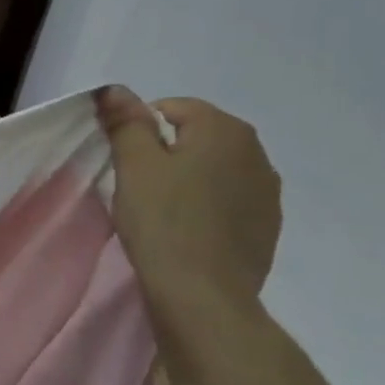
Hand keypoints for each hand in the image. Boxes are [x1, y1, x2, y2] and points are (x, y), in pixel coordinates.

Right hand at [96, 86, 281, 316]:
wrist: (203, 295)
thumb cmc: (163, 221)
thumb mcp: (134, 165)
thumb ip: (126, 122)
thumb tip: (115, 89)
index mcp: (225, 129)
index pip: (173, 108)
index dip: (141, 130)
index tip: (126, 162)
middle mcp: (256, 152)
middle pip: (199, 137)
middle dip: (168, 153)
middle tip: (140, 186)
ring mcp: (268, 192)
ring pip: (216, 170)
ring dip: (191, 180)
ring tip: (164, 211)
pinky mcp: (268, 227)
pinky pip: (230, 201)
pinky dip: (208, 207)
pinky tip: (188, 232)